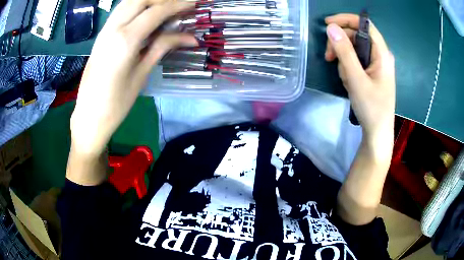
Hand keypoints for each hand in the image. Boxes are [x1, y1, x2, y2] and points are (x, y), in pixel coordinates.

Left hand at [70, 0, 197, 155]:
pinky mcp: (100, 36)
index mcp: (125, 41)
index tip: (194, 2)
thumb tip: (190, 37)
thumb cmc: (116, 104)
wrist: (88, 117)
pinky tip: (145, 14)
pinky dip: (136, 6)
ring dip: (148, 0)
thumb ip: (162, 47)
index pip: (155, 11)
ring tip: (164, 7)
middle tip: (179, 5)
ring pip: (128, 2)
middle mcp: (112, 29)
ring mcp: (104, 31)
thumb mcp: (141, 75)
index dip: (178, 4)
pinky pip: (120, 11)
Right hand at [325, 14, 395, 156]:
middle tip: (329, 58)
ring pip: (354, 49)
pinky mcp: (372, 72)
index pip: (364, 25)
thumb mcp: (356, 79)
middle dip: (341, 44)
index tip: (327, 24)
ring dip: (344, 60)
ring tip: (345, 79)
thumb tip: (331, 28)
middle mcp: (380, 55)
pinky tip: (349, 82)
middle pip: (356, 36)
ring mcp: (376, 64)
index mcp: (382, 53)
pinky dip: (348, 68)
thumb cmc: (371, 108)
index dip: (346, 20)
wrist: (377, 132)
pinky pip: (356, 61)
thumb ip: (344, 52)